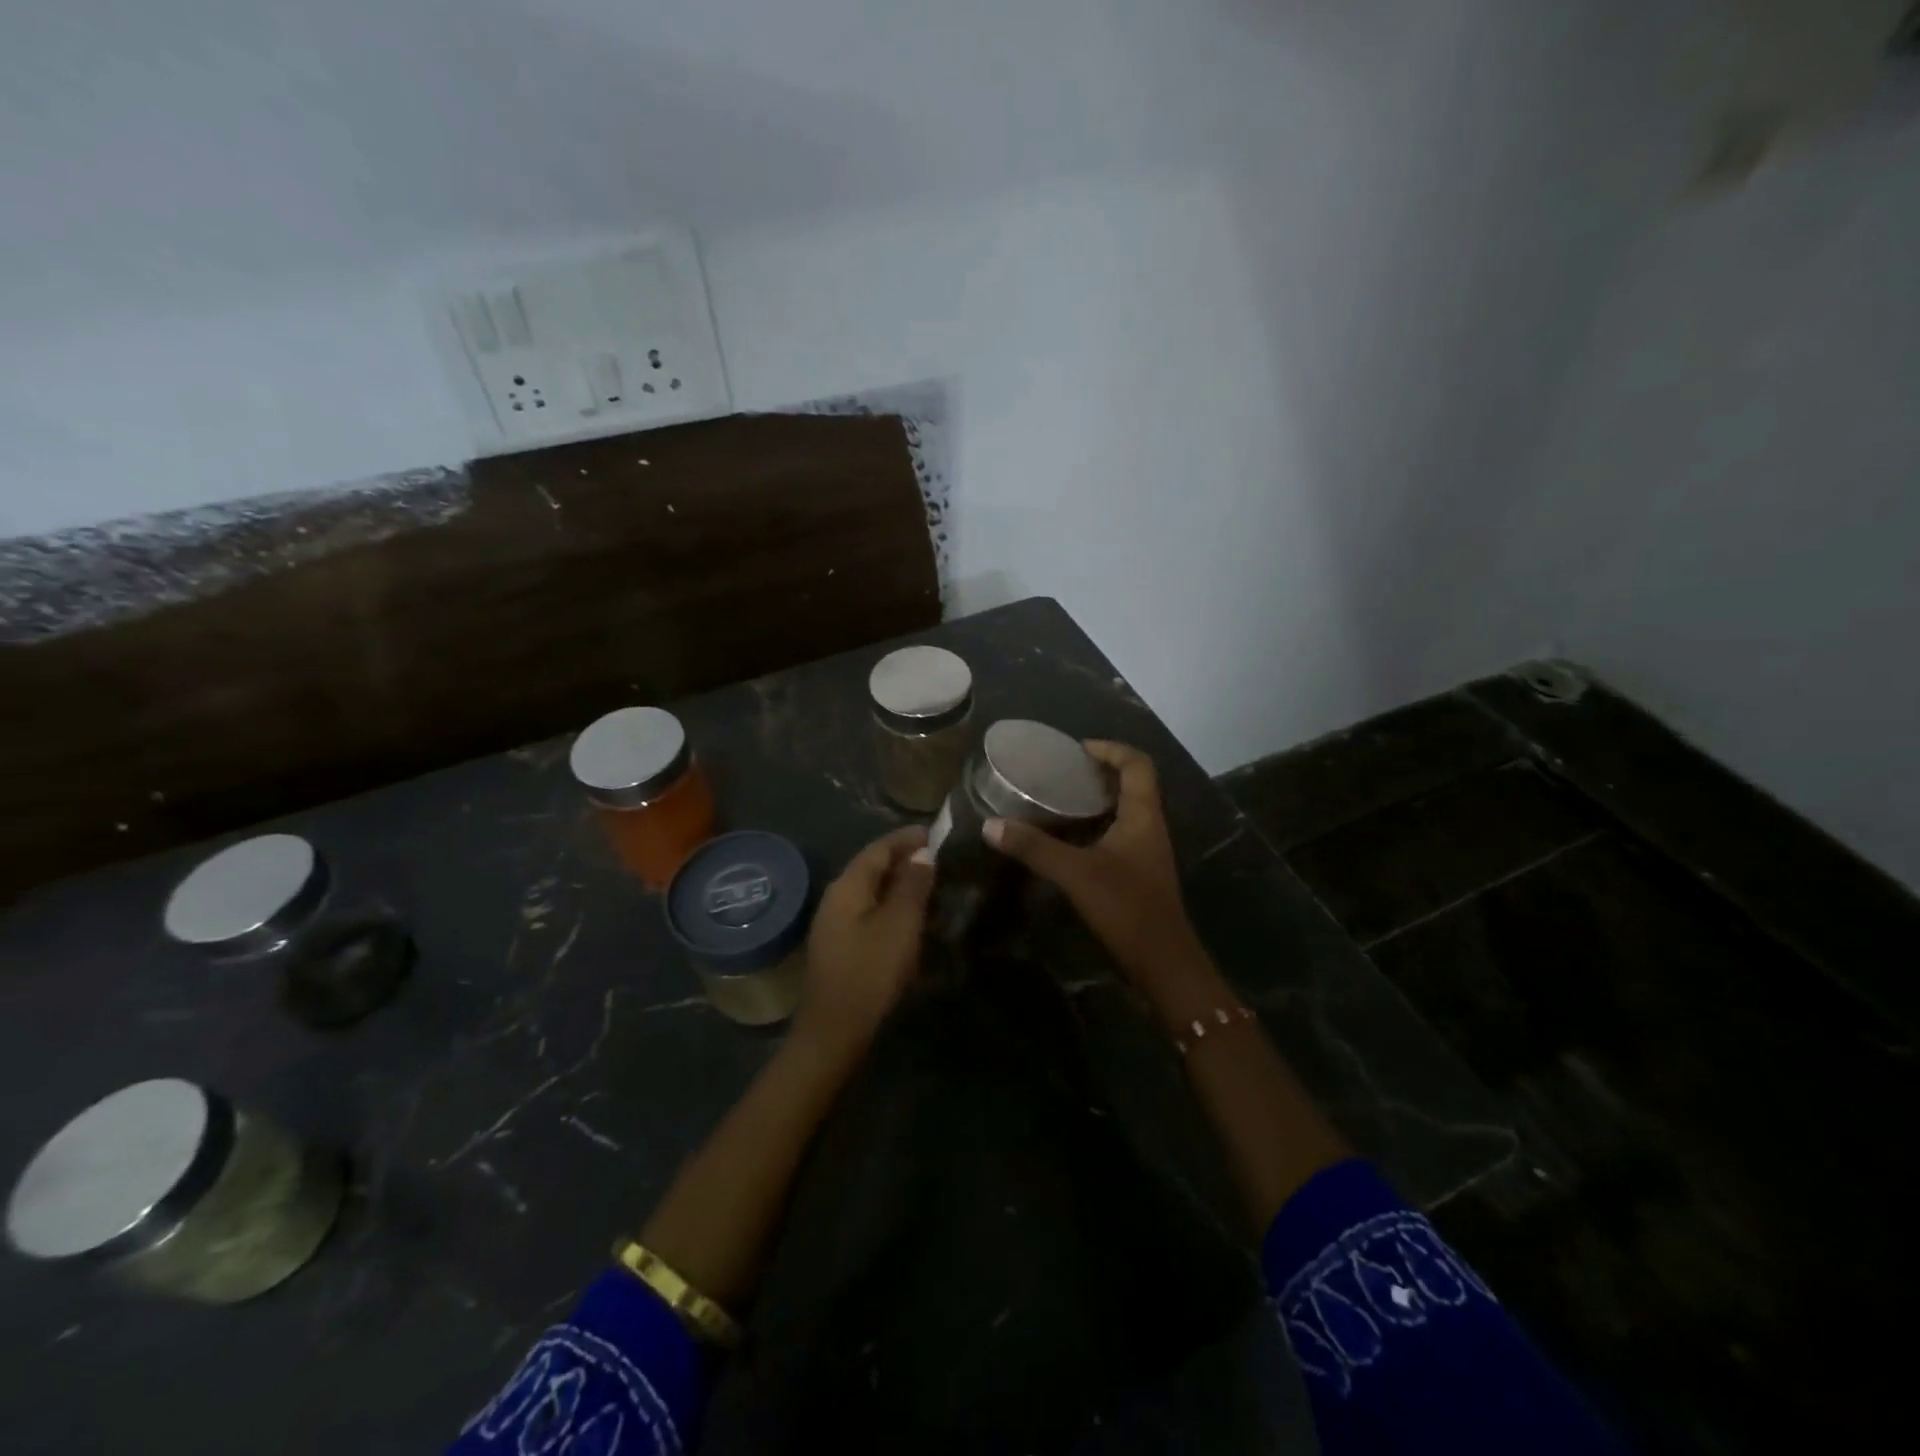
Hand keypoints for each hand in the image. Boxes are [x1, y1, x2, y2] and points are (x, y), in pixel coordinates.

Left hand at [796, 825, 936, 1058]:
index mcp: (847, 886)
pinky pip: (870, 912)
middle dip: (905, 859)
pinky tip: (913, 918)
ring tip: (934, 884)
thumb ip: (912, 885)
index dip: (908, 838)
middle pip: (873, 867)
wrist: (835, 1032)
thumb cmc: (869, 973)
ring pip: (872, 891)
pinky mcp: (842, 947)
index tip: (938, 833)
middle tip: (942, 859)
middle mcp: (836, 898)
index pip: (879, 848)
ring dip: (901, 884)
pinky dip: (893, 906)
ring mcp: (836, 924)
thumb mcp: (899, 925)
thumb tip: (922, 853)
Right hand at [984, 741, 1205, 986]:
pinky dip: (1097, 823)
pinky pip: (1120, 832)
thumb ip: (1035, 847)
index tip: (1077, 749)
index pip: (1137, 764)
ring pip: (1126, 809)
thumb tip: (991, 826)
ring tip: (1061, 796)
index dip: (1111, 749)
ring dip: (1099, 798)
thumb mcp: (1076, 873)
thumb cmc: (1125, 906)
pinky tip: (1069, 836)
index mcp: (1143, 815)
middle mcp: (1149, 825)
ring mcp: (1146, 849)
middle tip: (1063, 771)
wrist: (1162, 960)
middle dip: (1101, 771)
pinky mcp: (1139, 870)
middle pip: (1133, 782)